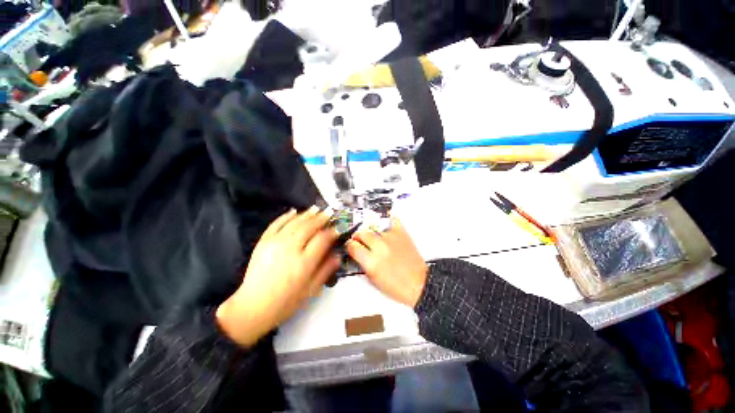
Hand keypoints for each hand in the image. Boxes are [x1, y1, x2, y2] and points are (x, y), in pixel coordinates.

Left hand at [216, 207, 339, 345]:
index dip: (332, 232)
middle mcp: (291, 249)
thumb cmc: (285, 302)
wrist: (252, 307)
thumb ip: (325, 271)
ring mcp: (275, 244)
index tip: (337, 228)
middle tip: (329, 212)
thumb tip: (337, 256)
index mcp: (304, 263)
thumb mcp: (310, 291)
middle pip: (309, 227)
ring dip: (307, 214)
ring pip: (294, 223)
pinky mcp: (263, 242)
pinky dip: (285, 216)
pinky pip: (276, 224)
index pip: (322, 240)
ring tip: (316, 209)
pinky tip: (293, 211)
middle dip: (321, 218)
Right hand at [346, 217, 427, 307]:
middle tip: (361, 241)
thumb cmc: (397, 286)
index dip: (350, 246)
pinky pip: (393, 220)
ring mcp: (391, 238)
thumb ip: (362, 263)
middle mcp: (380, 247)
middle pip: (362, 233)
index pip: (352, 246)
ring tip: (378, 241)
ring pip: (375, 229)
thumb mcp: (373, 279)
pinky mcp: (402, 233)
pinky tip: (386, 222)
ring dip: (373, 235)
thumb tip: (356, 252)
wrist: (419, 283)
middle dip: (359, 237)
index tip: (351, 246)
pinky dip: (388, 221)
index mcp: (372, 262)